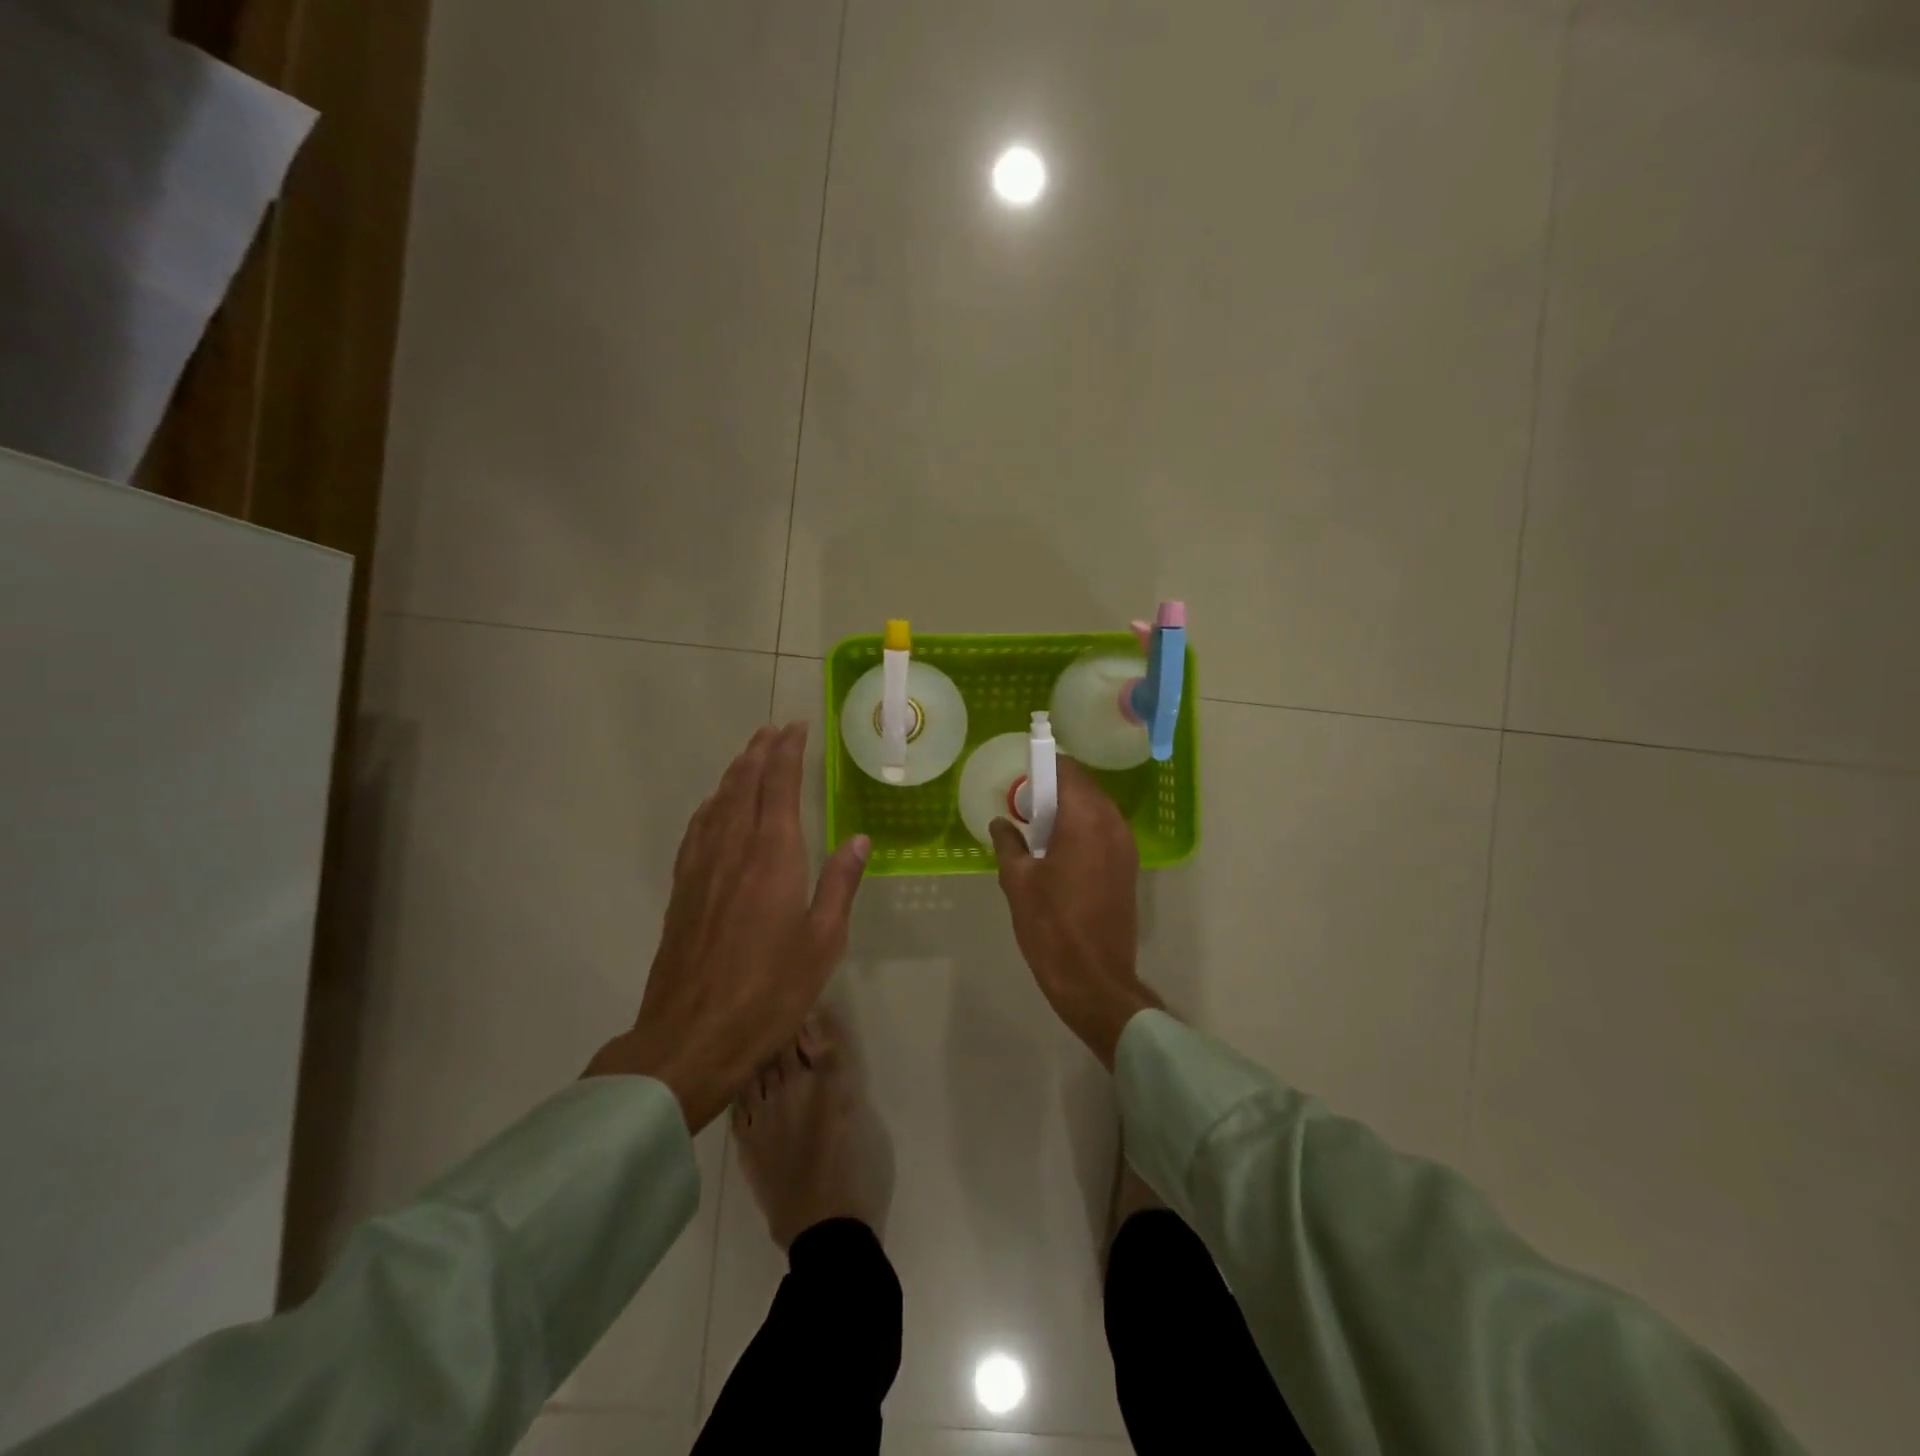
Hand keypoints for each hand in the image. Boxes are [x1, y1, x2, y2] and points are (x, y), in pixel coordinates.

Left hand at [585, 722, 869, 1130]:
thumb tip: (859, 838)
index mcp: (773, 858)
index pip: (779, 788)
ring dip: (734, 773)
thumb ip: (840, 884)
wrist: (692, 1036)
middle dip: (760, 752)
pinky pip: (696, 831)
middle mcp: (734, 851)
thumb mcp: (823, 943)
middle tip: (774, 729)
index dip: (787, 753)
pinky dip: (709, 806)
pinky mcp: (682, 891)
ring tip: (748, 754)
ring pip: (718, 804)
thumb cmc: (770, 992)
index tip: (796, 727)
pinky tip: (713, 806)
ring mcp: (702, 869)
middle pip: (745, 786)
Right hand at [989, 758, 1160, 1067]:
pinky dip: (1083, 828)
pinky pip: (1104, 830)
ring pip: (1096, 808)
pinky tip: (1059, 850)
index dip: (1043, 765)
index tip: (1020, 773)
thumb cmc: (1051, 927)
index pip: (1067, 770)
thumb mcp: (1018, 882)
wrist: (1094, 979)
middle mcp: (1112, 824)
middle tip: (1024, 804)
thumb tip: (1001, 822)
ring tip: (1038, 828)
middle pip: (1084, 786)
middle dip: (1055, 787)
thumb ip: (1008, 843)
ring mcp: (1125, 846)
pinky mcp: (1128, 866)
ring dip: (1069, 808)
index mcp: (1085, 819)